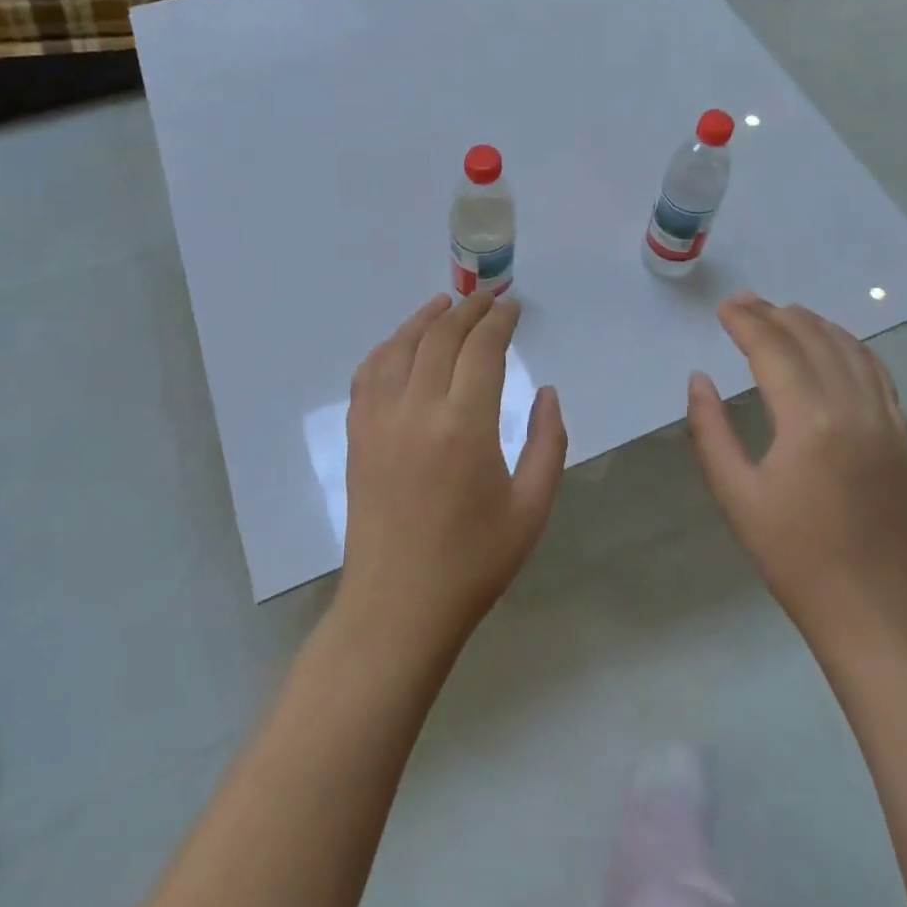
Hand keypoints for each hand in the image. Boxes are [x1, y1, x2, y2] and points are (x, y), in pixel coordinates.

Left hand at [340, 292, 568, 654]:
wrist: (398, 607)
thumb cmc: (474, 562)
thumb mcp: (532, 508)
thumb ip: (547, 442)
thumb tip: (546, 392)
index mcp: (465, 426)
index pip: (482, 348)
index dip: (500, 320)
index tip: (514, 307)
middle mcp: (418, 410)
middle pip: (441, 337)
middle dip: (468, 310)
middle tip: (489, 299)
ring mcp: (380, 420)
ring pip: (400, 347)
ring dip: (425, 318)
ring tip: (445, 303)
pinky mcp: (358, 436)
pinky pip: (368, 374)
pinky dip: (387, 348)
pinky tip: (401, 343)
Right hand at [686, 293, 906, 642]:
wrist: (871, 609)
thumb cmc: (793, 555)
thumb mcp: (735, 495)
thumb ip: (710, 430)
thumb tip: (699, 379)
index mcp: (809, 422)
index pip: (774, 350)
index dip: (746, 323)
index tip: (723, 308)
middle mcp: (853, 407)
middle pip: (812, 339)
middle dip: (774, 314)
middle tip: (744, 302)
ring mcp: (886, 419)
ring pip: (850, 348)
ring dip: (814, 323)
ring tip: (783, 312)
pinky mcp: (902, 435)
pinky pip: (878, 372)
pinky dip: (851, 346)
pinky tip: (834, 343)